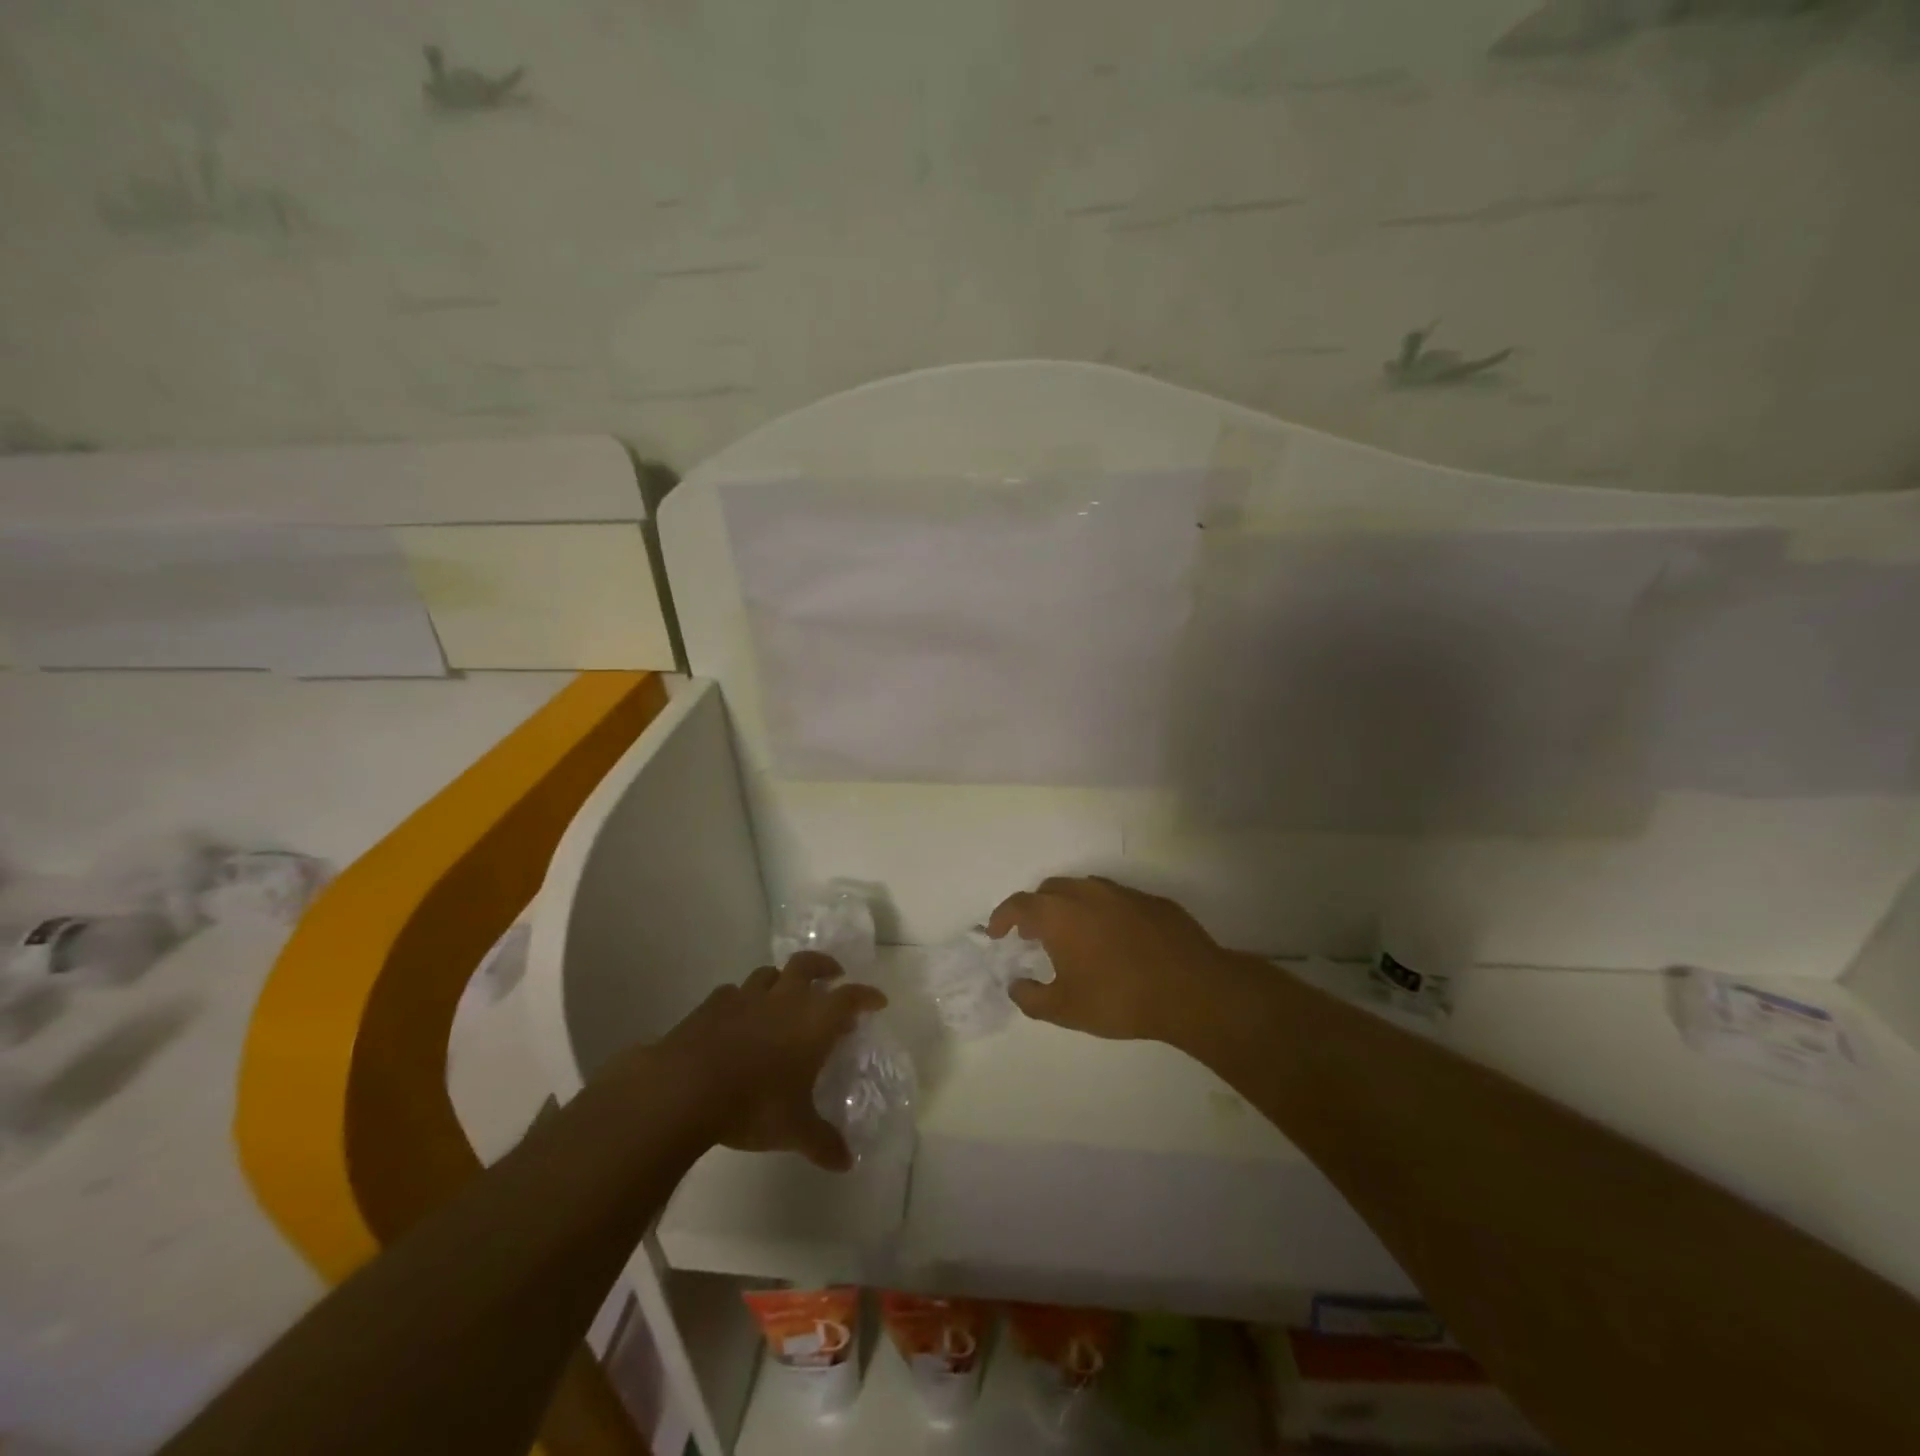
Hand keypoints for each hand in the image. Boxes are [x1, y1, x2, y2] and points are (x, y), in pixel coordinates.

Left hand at [656, 952, 885, 1170]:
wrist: (686, 1087)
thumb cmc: (754, 1104)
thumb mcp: (794, 1130)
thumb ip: (822, 1142)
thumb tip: (846, 1162)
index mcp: (813, 1021)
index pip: (850, 998)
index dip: (866, 996)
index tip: (877, 1000)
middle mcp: (784, 999)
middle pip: (808, 964)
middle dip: (824, 966)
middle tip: (833, 975)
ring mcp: (746, 997)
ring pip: (769, 973)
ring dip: (781, 980)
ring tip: (784, 994)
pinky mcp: (712, 1004)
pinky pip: (733, 992)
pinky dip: (741, 999)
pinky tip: (738, 1015)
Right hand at [987, 876, 1238, 1042]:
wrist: (1191, 989)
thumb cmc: (1119, 998)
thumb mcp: (1065, 1009)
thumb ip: (1031, 998)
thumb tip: (1016, 985)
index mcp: (1059, 913)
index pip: (1018, 905)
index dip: (1002, 917)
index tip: (997, 933)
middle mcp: (1086, 892)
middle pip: (1050, 890)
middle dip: (1036, 909)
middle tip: (1034, 935)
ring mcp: (1122, 893)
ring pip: (1084, 890)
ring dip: (1070, 907)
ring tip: (1073, 936)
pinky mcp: (1152, 901)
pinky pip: (1116, 900)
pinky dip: (1103, 913)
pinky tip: (1114, 940)